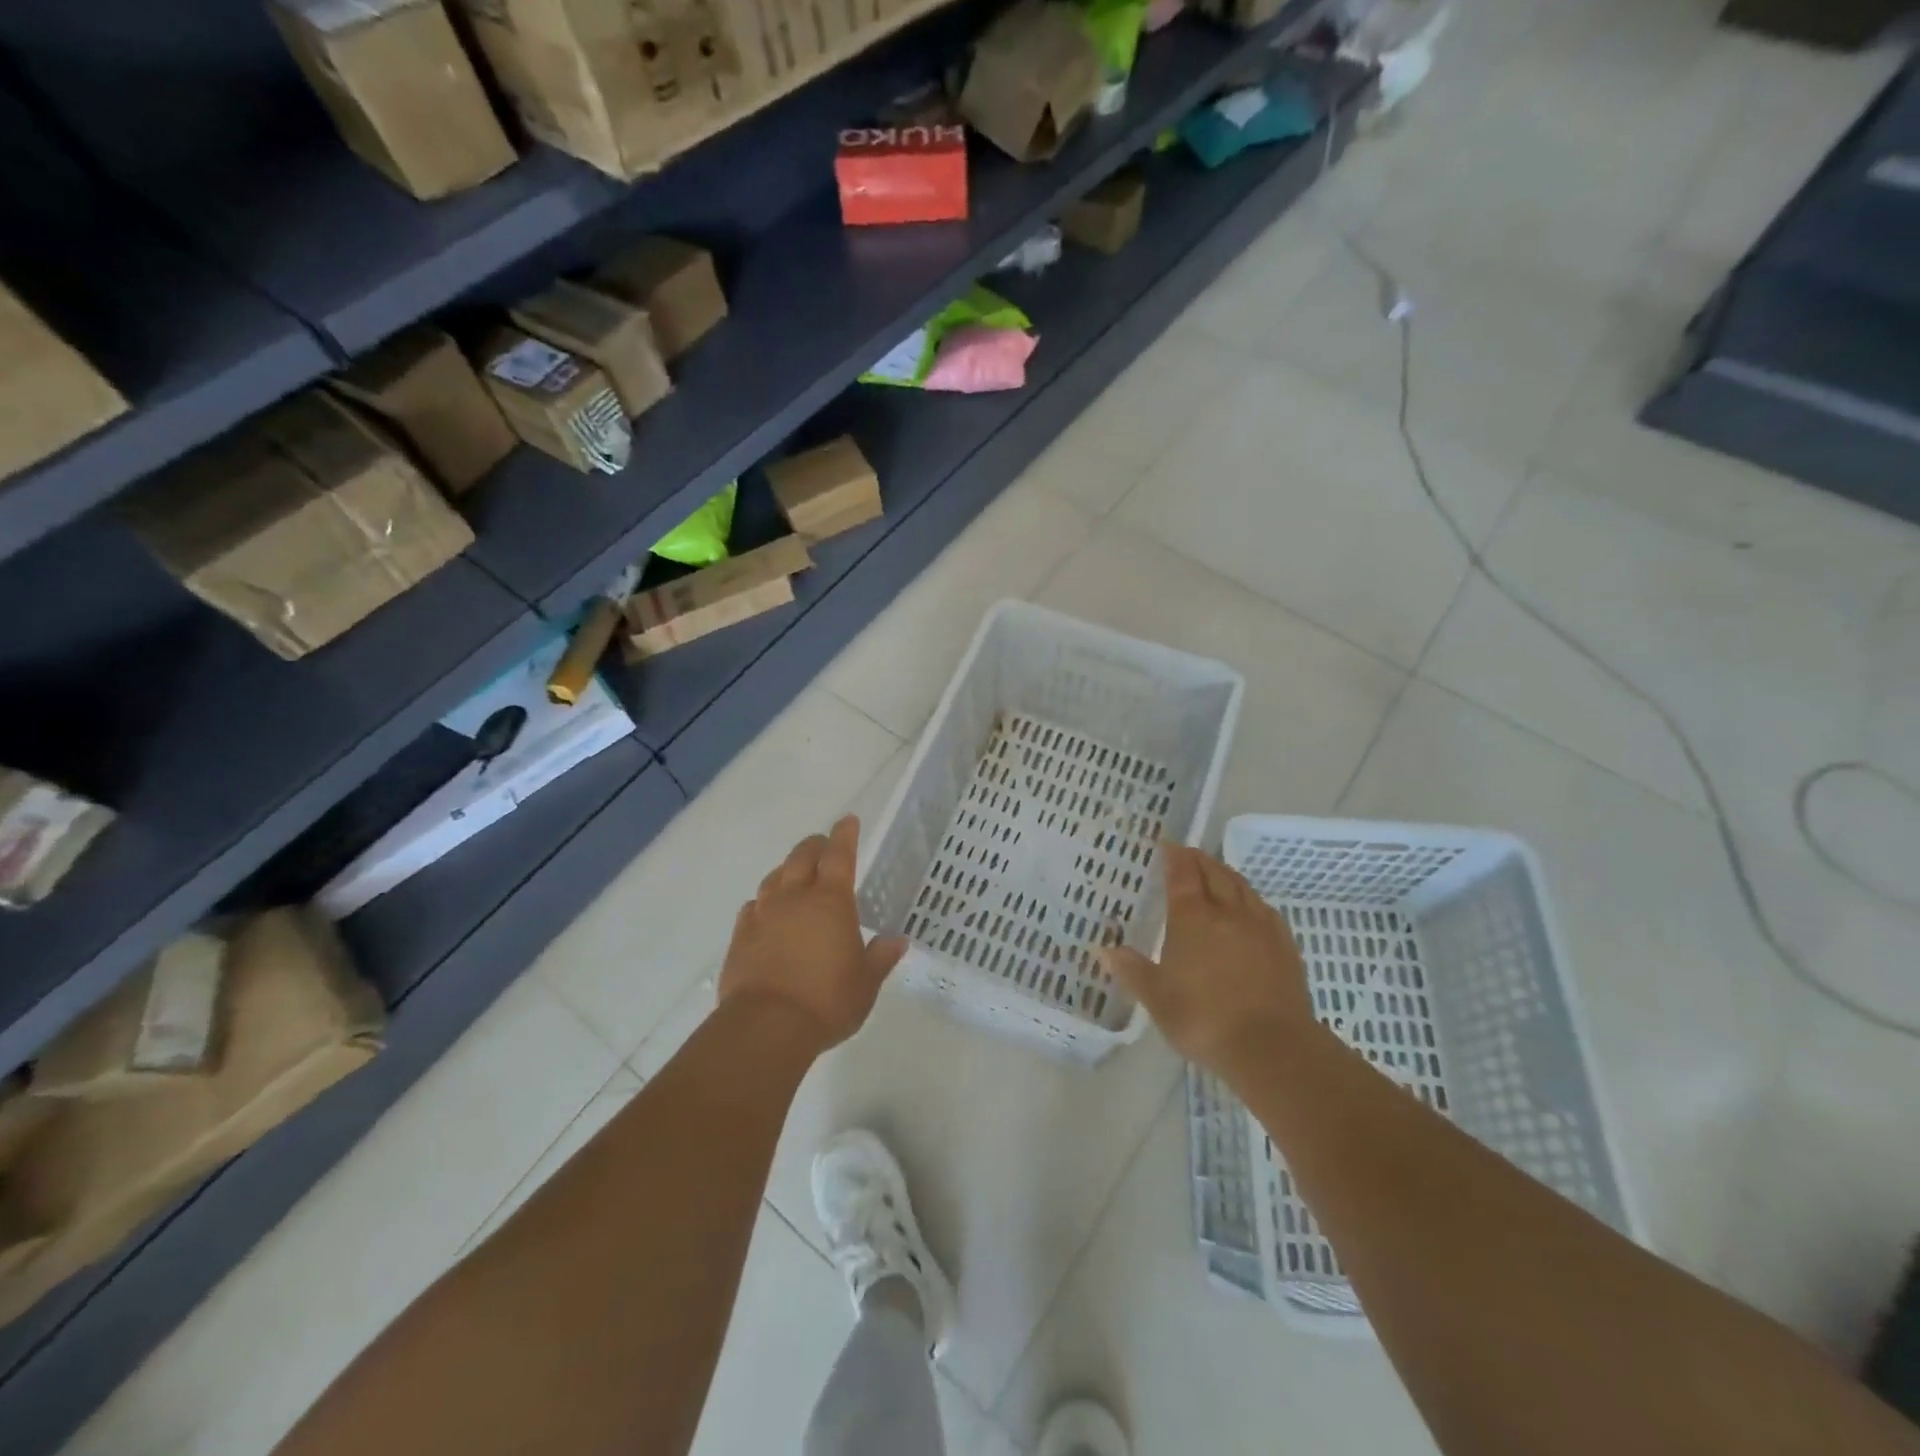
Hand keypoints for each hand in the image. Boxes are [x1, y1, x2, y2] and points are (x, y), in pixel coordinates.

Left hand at [719, 816, 907, 1050]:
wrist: (766, 1027)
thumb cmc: (827, 1000)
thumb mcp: (865, 983)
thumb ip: (880, 957)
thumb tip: (897, 940)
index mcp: (831, 901)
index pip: (839, 855)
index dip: (845, 834)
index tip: (848, 820)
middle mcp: (794, 898)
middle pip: (802, 857)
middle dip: (815, 846)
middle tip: (823, 846)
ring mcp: (763, 914)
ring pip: (774, 877)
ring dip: (787, 870)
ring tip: (795, 875)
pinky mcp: (740, 936)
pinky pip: (752, 906)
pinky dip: (764, 901)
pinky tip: (766, 911)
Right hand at [1102, 843, 1314, 1077]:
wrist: (1271, 1047)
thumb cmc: (1204, 1019)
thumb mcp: (1157, 999)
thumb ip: (1132, 971)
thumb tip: (1106, 950)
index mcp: (1192, 919)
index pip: (1182, 874)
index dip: (1174, 857)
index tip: (1167, 845)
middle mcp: (1227, 912)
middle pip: (1214, 873)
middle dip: (1199, 859)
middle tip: (1188, 854)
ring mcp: (1260, 926)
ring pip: (1242, 886)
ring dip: (1225, 873)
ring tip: (1216, 872)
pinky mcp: (1284, 945)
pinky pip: (1264, 908)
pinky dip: (1250, 898)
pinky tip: (1250, 907)